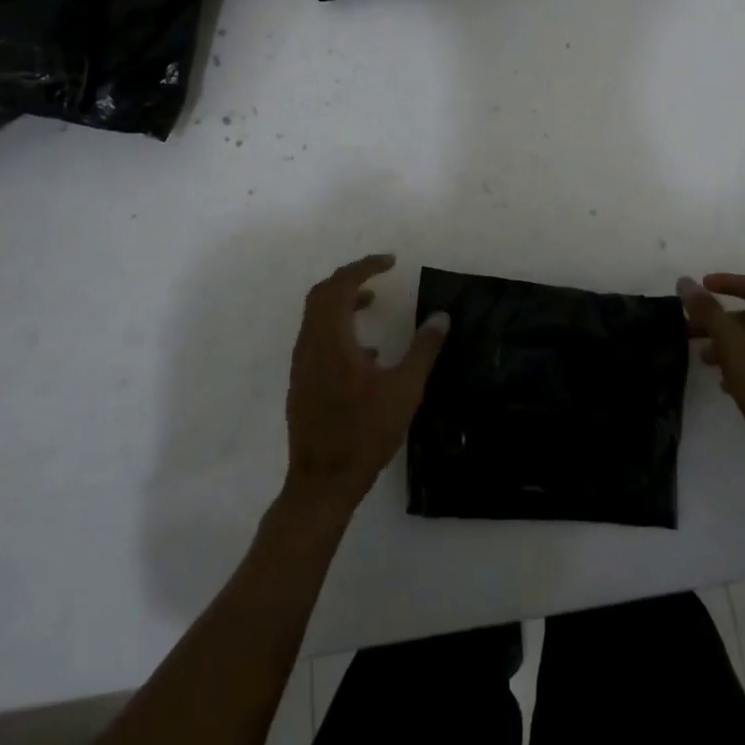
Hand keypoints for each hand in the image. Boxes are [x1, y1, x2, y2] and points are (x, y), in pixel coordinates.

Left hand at [284, 254, 448, 513]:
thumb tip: (441, 317)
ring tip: (374, 303)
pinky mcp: (302, 383)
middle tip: (379, 275)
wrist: (322, 483)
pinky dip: (338, 327)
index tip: (391, 262)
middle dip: (350, 278)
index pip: (342, 285)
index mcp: (331, 339)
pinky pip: (317, 338)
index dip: (365, 267)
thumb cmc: (365, 433)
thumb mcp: (404, 389)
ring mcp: (302, 365)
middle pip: (323, 294)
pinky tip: (366, 351)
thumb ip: (423, 349)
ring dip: (343, 302)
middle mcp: (310, 345)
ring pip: (316, 317)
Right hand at [679, 273, 744, 483]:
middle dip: (720, 321)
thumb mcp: (733, 348)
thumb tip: (686, 282)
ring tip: (703, 360)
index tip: (700, 286)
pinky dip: (742, 365)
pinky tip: (725, 384)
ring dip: (728, 345)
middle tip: (690, 329)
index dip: (727, 282)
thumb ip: (709, 313)